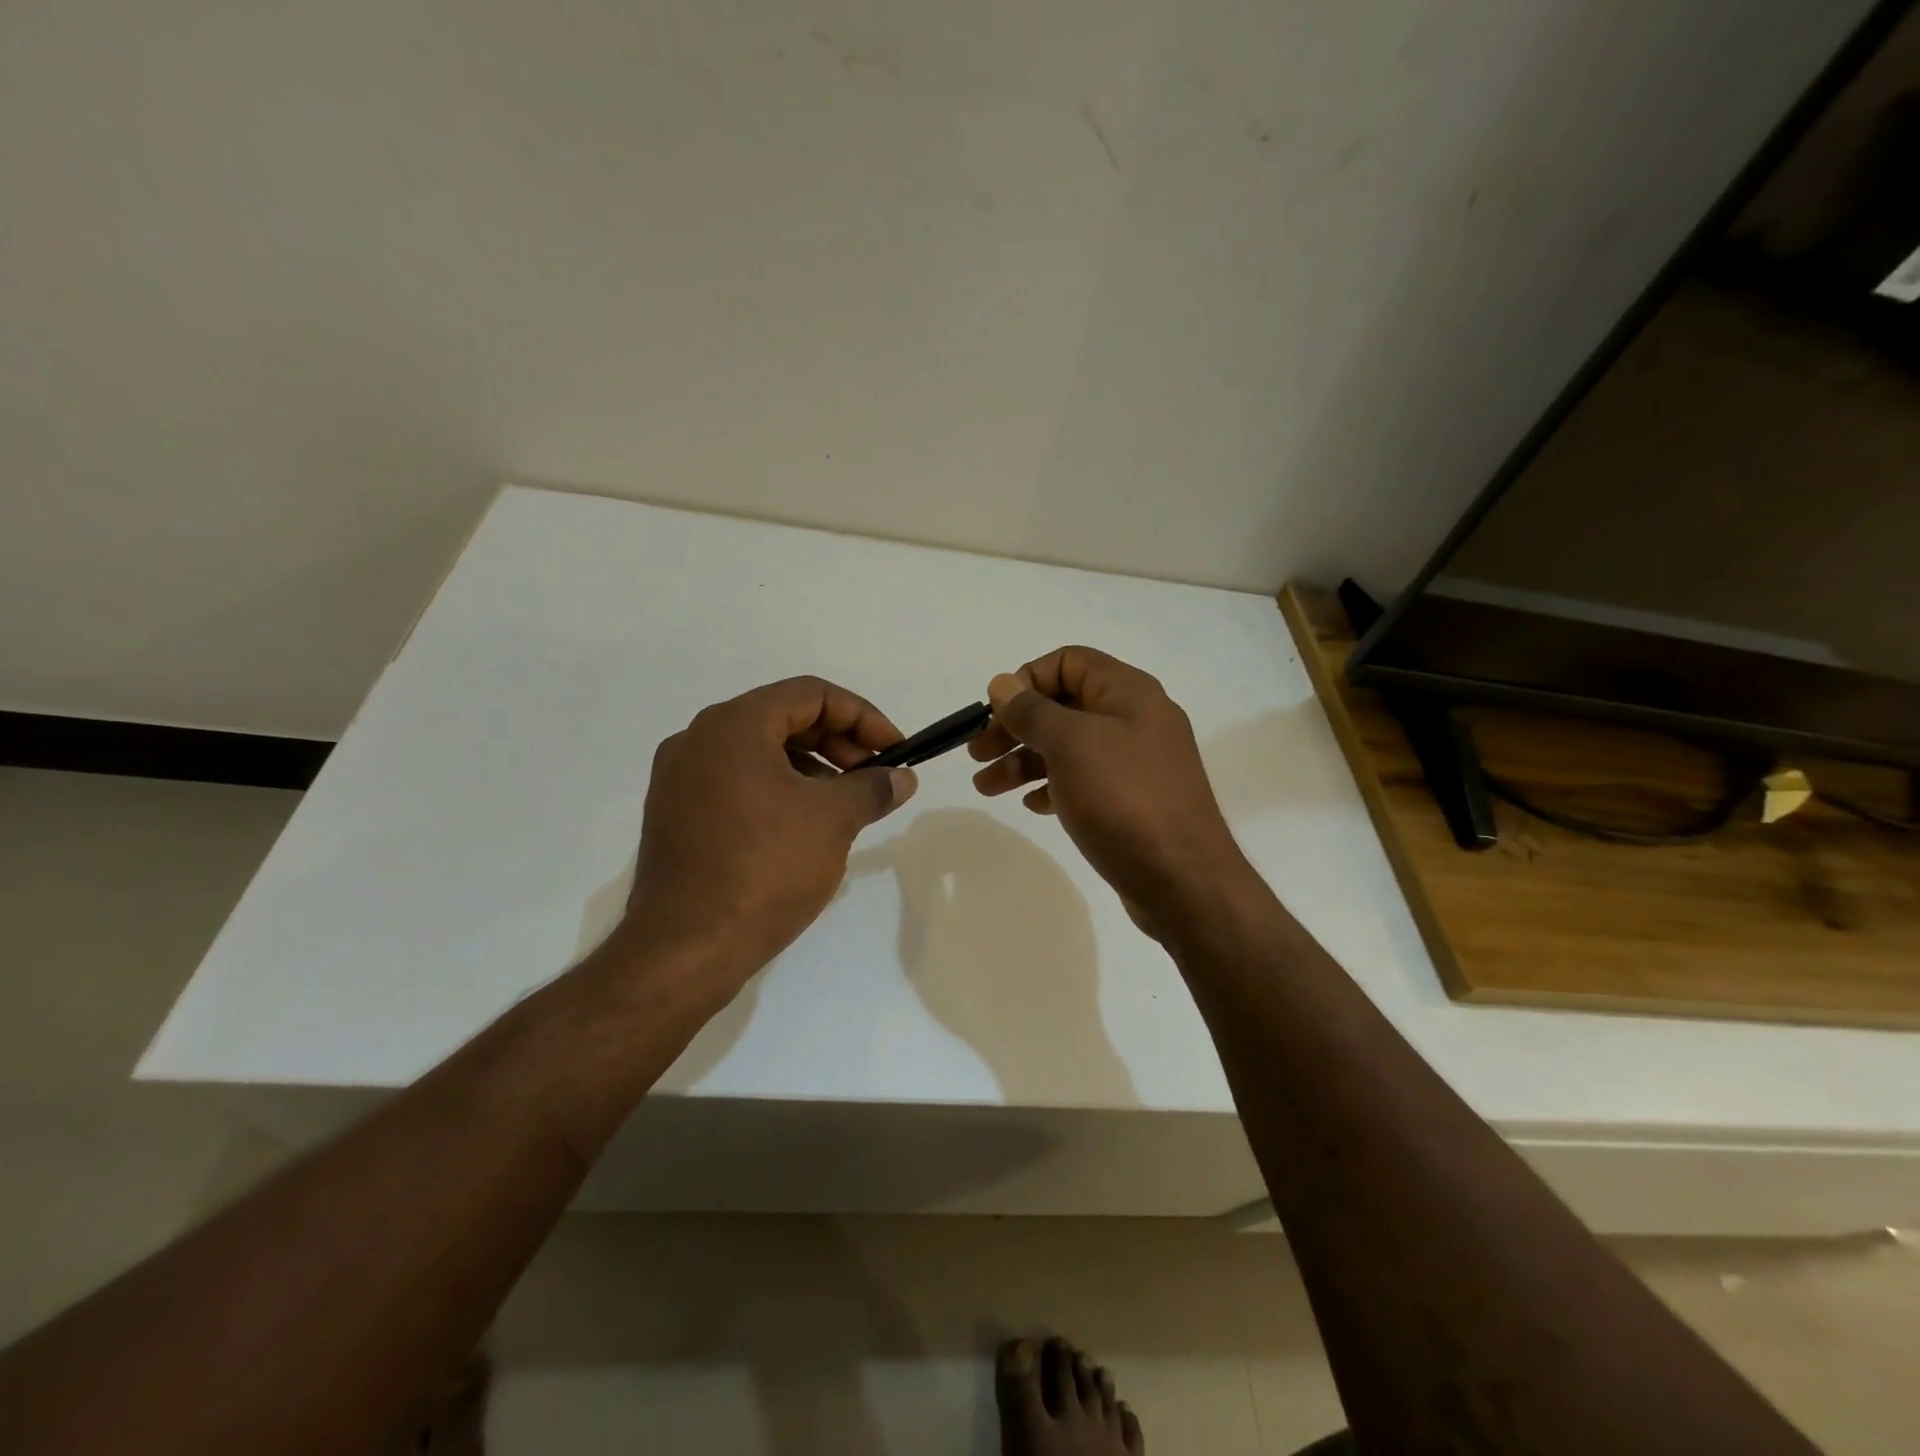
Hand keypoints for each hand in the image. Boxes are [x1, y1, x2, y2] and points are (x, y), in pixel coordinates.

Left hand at [619, 677, 917, 997]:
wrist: (685, 949)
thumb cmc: (765, 868)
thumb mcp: (833, 820)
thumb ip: (873, 787)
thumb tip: (902, 777)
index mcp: (733, 725)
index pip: (811, 694)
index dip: (863, 717)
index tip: (895, 751)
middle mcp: (699, 740)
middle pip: (783, 718)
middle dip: (839, 743)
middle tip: (875, 777)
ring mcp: (681, 780)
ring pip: (760, 752)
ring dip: (812, 768)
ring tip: (846, 804)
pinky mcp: (677, 816)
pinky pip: (738, 783)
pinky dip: (779, 790)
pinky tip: (806, 825)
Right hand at [968, 646, 1247, 930]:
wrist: (1182, 880)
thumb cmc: (1122, 799)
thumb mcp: (1069, 744)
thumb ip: (1032, 710)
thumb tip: (1002, 683)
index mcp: (1127, 692)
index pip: (1068, 662)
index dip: (1026, 680)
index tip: (995, 713)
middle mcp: (1135, 719)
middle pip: (1063, 706)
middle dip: (1016, 726)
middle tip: (977, 754)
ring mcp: (1136, 762)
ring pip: (1069, 747)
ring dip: (1024, 760)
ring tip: (986, 787)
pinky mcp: (1133, 800)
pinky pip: (1085, 780)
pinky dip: (1053, 786)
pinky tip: (1033, 806)